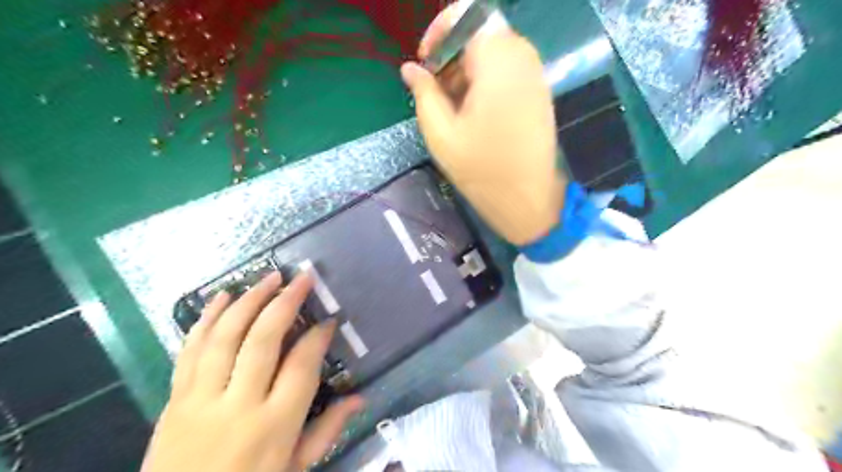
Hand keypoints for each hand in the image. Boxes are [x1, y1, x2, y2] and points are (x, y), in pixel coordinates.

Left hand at [140, 271, 365, 471]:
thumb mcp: (295, 469)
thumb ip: (327, 432)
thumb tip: (360, 399)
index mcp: (275, 425)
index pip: (301, 366)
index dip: (317, 337)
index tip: (328, 320)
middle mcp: (239, 405)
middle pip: (262, 340)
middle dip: (285, 303)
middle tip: (302, 278)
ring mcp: (201, 400)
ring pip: (225, 337)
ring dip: (248, 301)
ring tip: (268, 278)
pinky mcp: (174, 400)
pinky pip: (189, 351)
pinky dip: (206, 319)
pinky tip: (221, 296)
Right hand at [401, 4, 565, 246]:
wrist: (528, 201)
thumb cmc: (482, 171)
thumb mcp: (441, 135)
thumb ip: (424, 94)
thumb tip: (410, 69)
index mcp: (498, 63)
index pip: (468, 16)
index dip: (440, 31)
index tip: (425, 62)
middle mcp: (523, 59)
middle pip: (482, 33)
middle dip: (453, 54)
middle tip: (436, 89)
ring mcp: (536, 76)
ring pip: (496, 51)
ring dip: (469, 69)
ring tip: (453, 105)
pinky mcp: (540, 93)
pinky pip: (510, 69)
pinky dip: (487, 79)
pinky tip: (476, 112)